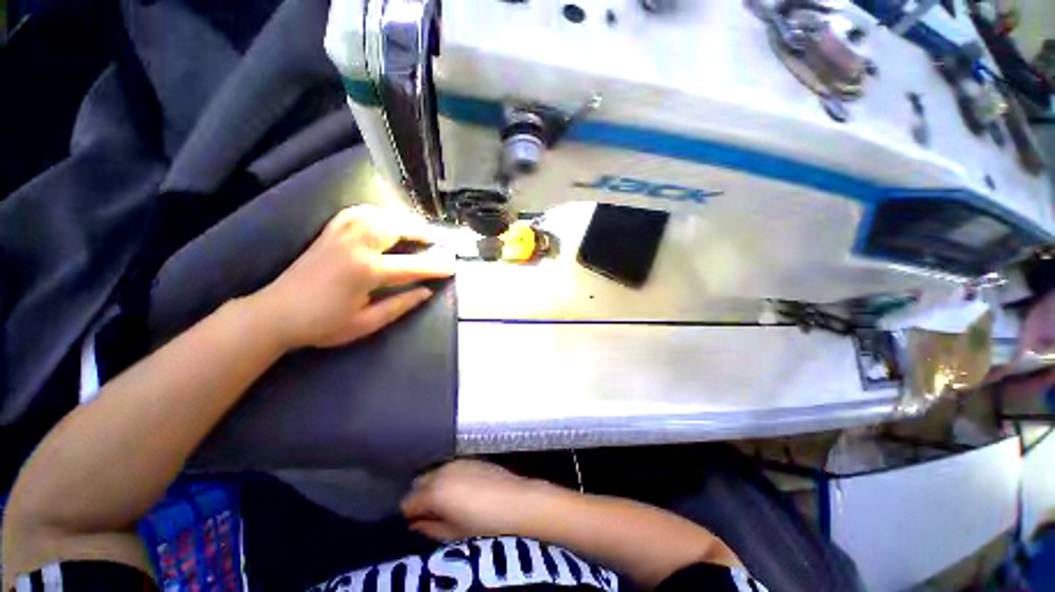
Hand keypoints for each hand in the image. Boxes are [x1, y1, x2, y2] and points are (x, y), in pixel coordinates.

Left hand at [254, 205, 453, 349]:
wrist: (275, 313)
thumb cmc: (322, 324)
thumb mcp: (366, 323)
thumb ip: (399, 305)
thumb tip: (426, 292)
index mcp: (366, 271)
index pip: (412, 266)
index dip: (435, 267)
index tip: (452, 266)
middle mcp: (355, 246)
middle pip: (395, 229)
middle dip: (419, 232)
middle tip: (435, 239)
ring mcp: (340, 235)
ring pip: (378, 215)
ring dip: (400, 219)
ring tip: (414, 228)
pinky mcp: (329, 232)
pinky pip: (357, 212)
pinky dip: (376, 212)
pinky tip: (383, 218)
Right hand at [401, 460, 558, 540]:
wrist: (517, 501)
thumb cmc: (485, 523)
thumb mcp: (453, 533)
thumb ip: (430, 528)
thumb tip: (416, 524)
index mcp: (435, 491)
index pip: (408, 501)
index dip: (409, 515)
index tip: (415, 524)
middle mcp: (443, 470)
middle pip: (419, 483)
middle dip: (420, 497)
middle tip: (429, 514)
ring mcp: (458, 461)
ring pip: (434, 472)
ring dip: (434, 486)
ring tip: (445, 502)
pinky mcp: (471, 458)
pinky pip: (450, 467)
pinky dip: (448, 478)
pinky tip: (460, 490)